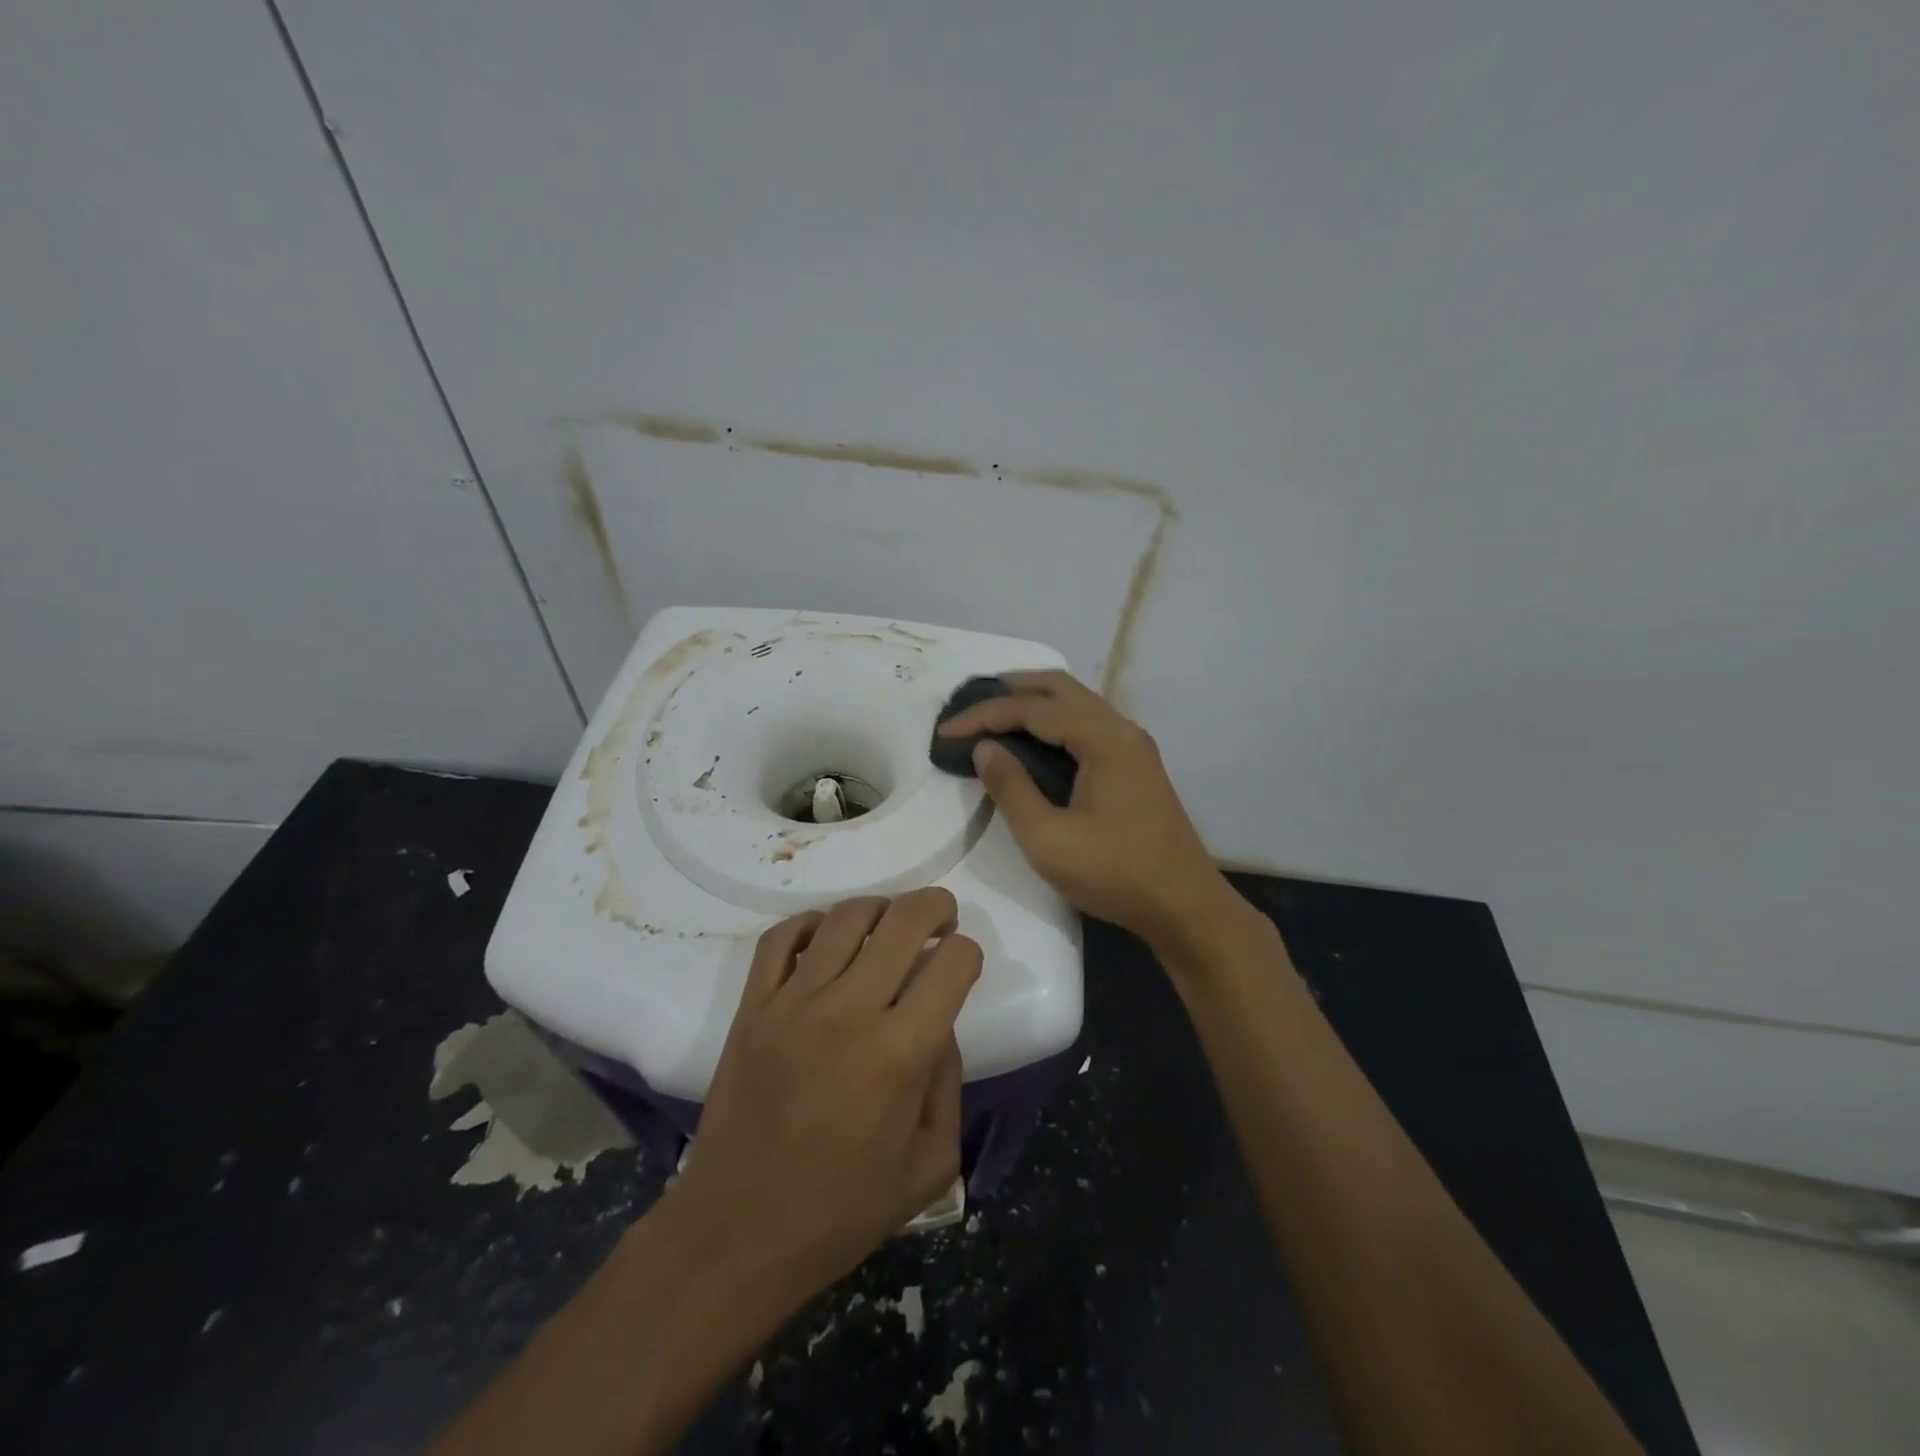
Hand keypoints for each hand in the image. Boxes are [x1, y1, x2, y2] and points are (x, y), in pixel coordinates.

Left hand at [667, 889, 980, 1309]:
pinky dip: (810, 923)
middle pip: (905, 919)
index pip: (954, 961)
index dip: (969, 954)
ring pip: (846, 917)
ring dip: (880, 909)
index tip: (962, 968)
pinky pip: (781, 937)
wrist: (738, 1232)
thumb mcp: (930, 1164)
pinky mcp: (753, 1007)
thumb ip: (948, 1083)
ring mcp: (794, 1002)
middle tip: (942, 919)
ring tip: (888, 925)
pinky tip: (826, 938)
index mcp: (902, 1052)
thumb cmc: (842, 1210)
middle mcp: (851, 1010)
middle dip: (936, 907)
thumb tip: (937, 1025)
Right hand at [937, 670, 1230, 948]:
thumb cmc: (1115, 874)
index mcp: (1103, 739)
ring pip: (1077, 703)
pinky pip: (1088, 724)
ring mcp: (1133, 746)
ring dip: (1034, 701)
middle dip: (1010, 689)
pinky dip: (1054, 721)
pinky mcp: (1135, 765)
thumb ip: (1011, 788)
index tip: (946, 731)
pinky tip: (1034, 740)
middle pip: (1060, 687)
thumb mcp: (1048, 839)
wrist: (1184, 907)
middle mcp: (1121, 729)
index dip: (984, 715)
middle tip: (969, 702)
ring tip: (993, 714)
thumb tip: (984, 748)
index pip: (1033, 709)